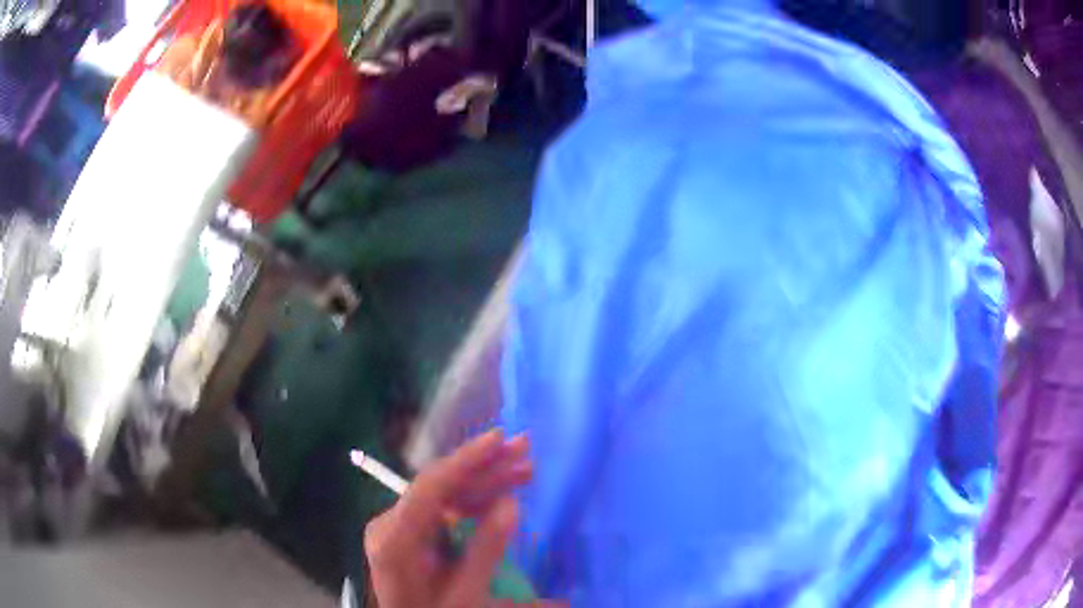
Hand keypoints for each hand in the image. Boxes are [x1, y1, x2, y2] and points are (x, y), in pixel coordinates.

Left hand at [364, 430, 560, 607]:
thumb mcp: (465, 593)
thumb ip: (485, 549)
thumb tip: (510, 502)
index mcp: (394, 539)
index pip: (429, 488)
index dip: (465, 460)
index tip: (498, 438)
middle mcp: (391, 524)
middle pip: (440, 487)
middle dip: (484, 468)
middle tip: (525, 448)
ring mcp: (400, 527)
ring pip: (444, 495)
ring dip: (484, 482)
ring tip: (524, 469)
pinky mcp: (411, 533)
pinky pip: (444, 509)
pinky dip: (474, 501)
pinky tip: (501, 493)